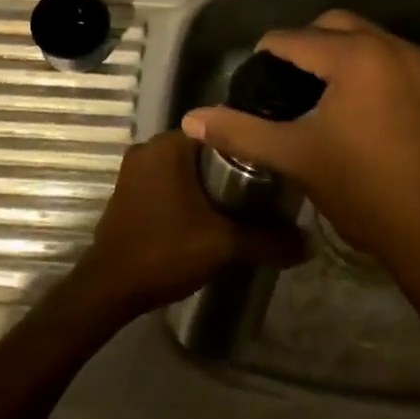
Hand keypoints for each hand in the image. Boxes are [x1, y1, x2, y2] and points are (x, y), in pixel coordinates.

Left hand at [68, 130, 304, 317]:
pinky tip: (206, 217)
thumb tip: (309, 243)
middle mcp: (148, 148)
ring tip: (239, 205)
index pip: (218, 131)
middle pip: (201, 150)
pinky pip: (165, 183)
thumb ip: (267, 239)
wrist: (110, 287)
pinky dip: (185, 195)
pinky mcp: (127, 193)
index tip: (270, 167)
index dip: (246, 147)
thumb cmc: (166, 250)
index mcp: (169, 145)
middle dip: (229, 168)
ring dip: (206, 184)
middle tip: (261, 191)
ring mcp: (133, 171)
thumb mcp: (224, 244)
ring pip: (182, 169)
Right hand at [181, 10, 419, 271]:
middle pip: (331, 25)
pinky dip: (362, 63)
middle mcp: (389, 47)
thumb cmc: (358, 188)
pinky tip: (348, 101)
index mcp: (355, 57)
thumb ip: (239, 131)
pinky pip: (386, 55)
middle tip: (280, 82)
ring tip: (311, 90)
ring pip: (362, 36)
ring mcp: (416, 64)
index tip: (251, 83)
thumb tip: (191, 118)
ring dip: (334, 51)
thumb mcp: (292, 156)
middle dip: (302, 44)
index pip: (293, 39)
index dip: (265, 56)